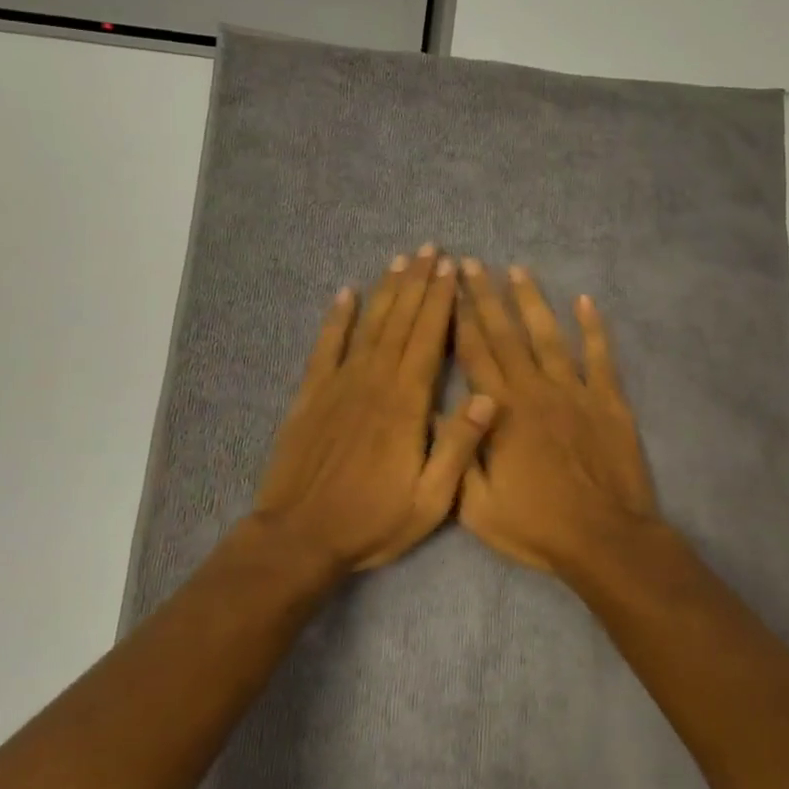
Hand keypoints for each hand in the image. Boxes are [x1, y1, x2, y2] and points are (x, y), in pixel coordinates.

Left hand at [251, 247, 495, 572]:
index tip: (452, 270)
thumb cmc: (372, 521)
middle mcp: (374, 383)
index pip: (430, 340)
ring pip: (369, 326)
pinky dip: (336, 319)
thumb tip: (489, 397)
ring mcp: (338, 385)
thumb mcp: (431, 499)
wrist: (299, 538)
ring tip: (401, 260)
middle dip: (419, 284)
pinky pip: (325, 347)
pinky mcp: (310, 396)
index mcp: (407, 405)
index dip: (442, 302)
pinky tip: (345, 294)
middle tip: (432, 250)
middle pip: (401, 322)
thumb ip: (458, 446)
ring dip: (386, 291)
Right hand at [455, 261, 659, 574]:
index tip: (446, 288)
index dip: (457, 319)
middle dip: (486, 297)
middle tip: (471, 263)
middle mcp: (535, 390)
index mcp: (501, 413)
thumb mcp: (476, 507)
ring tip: (518, 270)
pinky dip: (594, 328)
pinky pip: (601, 357)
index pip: (473, 355)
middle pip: (506, 335)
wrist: (603, 539)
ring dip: (532, 301)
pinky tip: (585, 301)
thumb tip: (435, 413)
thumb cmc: (536, 526)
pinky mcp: (609, 401)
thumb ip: (456, 455)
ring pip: (549, 336)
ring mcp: (576, 392)